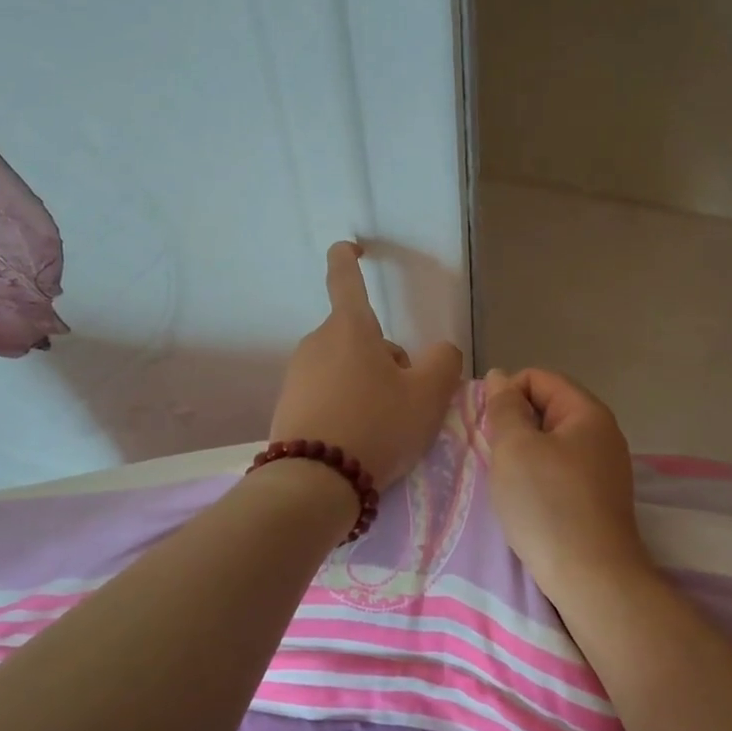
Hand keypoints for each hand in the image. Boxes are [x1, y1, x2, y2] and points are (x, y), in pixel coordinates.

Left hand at [270, 243, 463, 490]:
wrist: (314, 483)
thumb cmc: (377, 426)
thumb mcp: (429, 395)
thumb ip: (444, 362)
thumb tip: (439, 352)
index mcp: (349, 328)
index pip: (345, 279)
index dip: (348, 258)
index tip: (351, 247)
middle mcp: (317, 342)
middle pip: (361, 338)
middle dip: (386, 359)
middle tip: (405, 400)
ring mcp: (298, 375)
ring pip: (347, 368)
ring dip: (369, 385)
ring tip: (383, 428)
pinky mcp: (288, 406)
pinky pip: (328, 394)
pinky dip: (347, 407)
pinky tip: (358, 440)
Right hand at [480, 368, 651, 590]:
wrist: (592, 579)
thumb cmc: (548, 505)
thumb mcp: (515, 448)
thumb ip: (504, 408)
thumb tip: (500, 377)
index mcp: (588, 412)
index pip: (538, 378)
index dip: (506, 394)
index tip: (486, 428)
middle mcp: (603, 433)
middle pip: (547, 409)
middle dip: (514, 426)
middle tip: (494, 457)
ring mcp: (606, 468)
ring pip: (552, 443)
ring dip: (524, 455)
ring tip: (508, 483)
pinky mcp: (600, 498)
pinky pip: (562, 471)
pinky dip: (540, 478)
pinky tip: (528, 503)